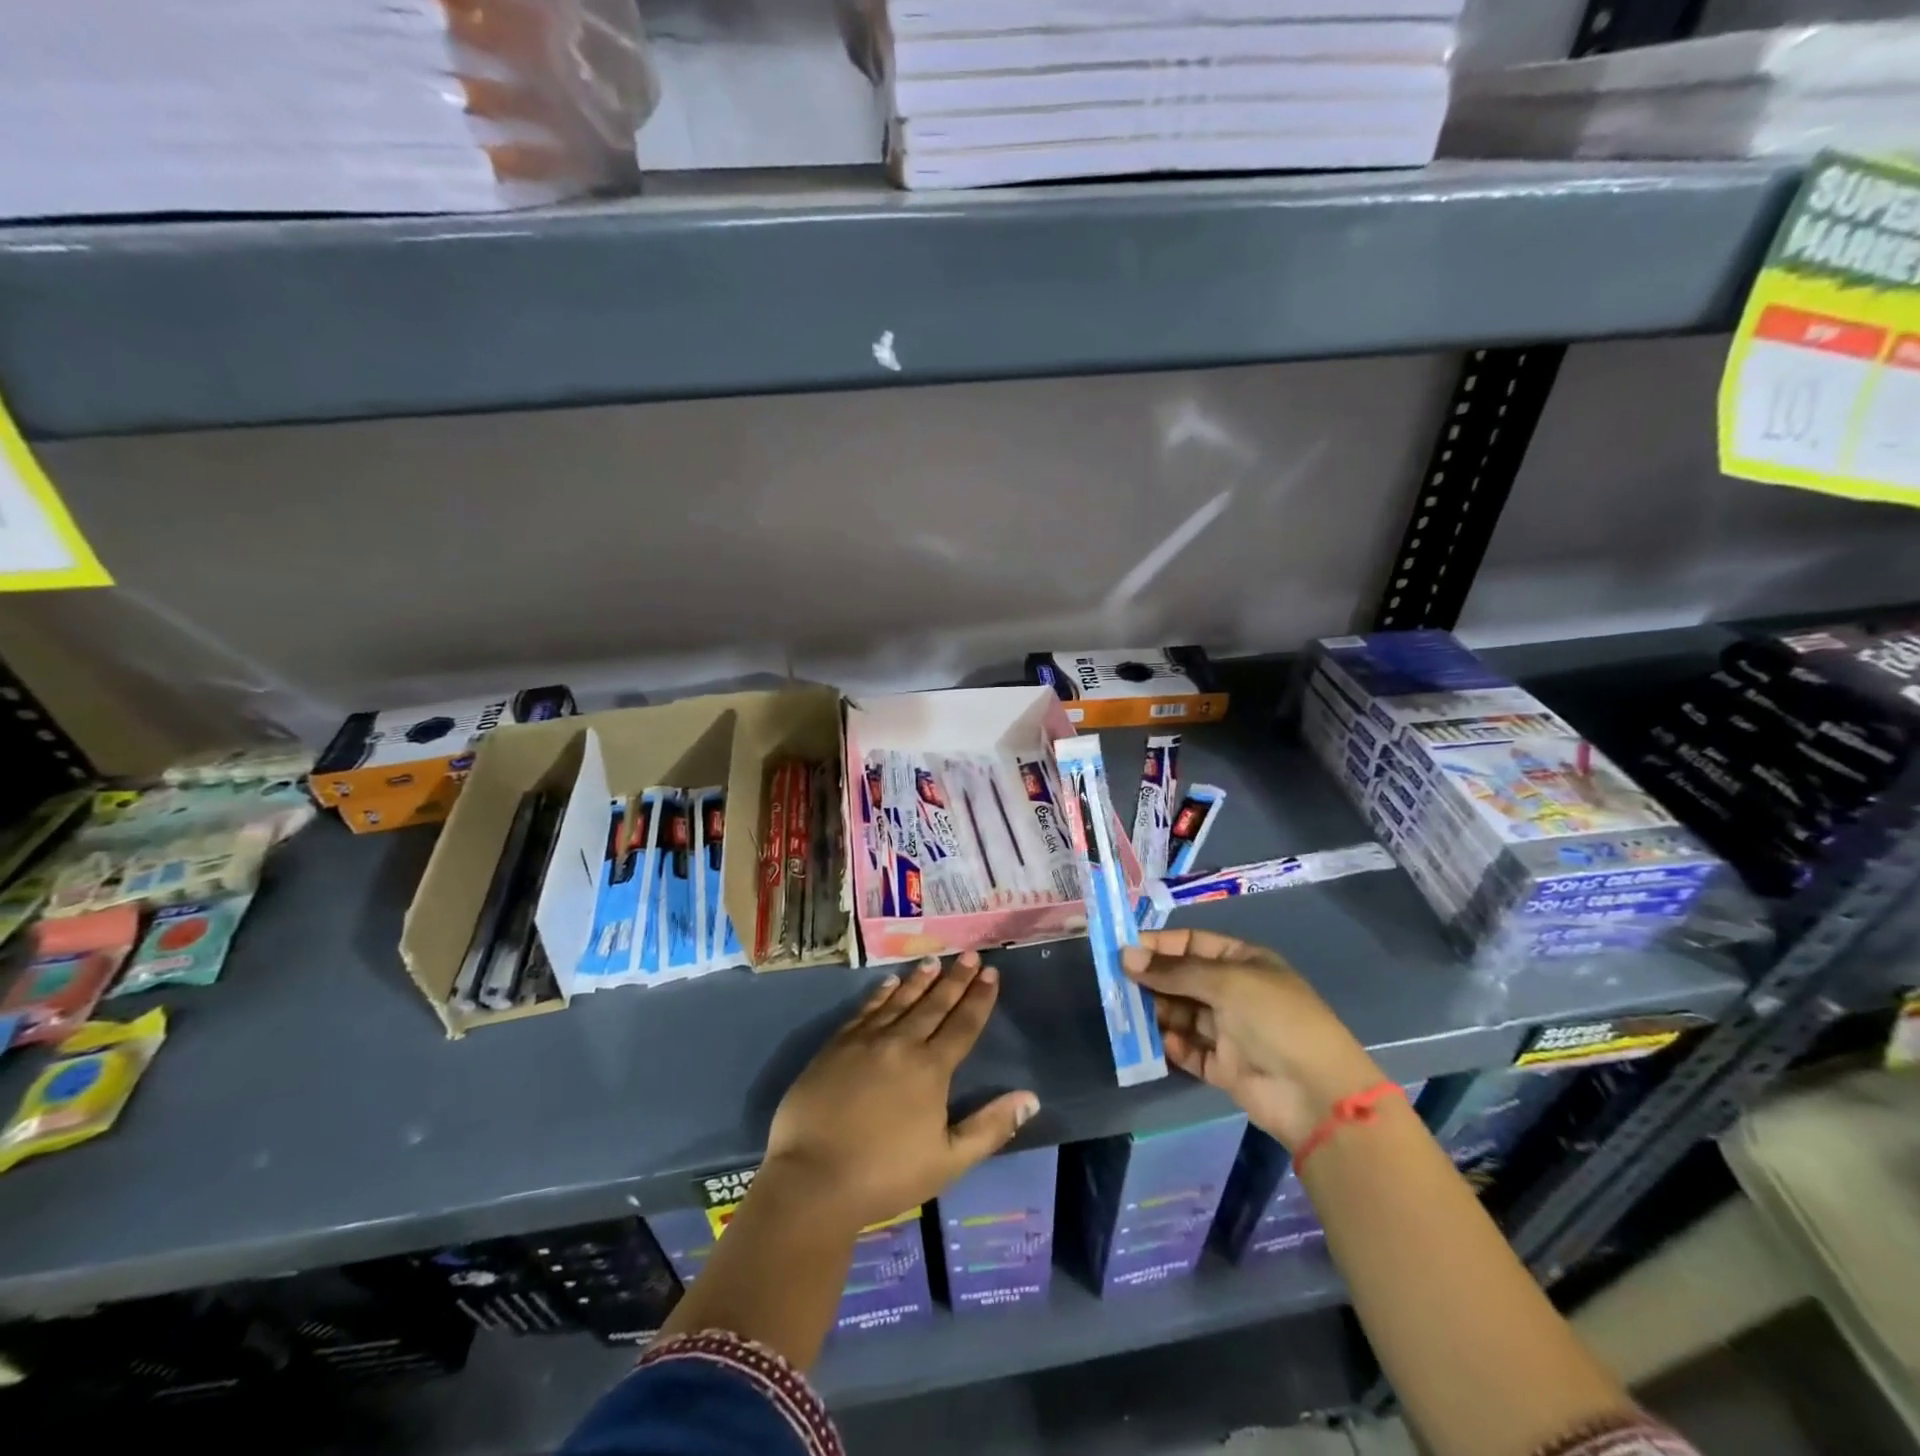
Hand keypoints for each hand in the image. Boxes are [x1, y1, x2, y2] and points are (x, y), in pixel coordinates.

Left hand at [762, 952, 1038, 1232]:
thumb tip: (1030, 1098)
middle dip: (955, 979)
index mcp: (931, 1069)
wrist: (813, 1179)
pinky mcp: (836, 1046)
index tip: (991, 972)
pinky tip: (889, 983)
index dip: (979, 998)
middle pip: (934, 1004)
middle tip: (968, 954)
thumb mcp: (948, 1161)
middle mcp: (901, 1044)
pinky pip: (865, 1010)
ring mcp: (865, 1041)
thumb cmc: (886, 1176)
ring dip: (919, 980)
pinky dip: (880, 994)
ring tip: (934, 961)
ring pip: (900, 1001)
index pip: (963, 1025)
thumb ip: (990, 1127)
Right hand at [1122, 928, 1383, 1147]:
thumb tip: (1126, 956)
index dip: (1159, 946)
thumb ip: (1173, 971)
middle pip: (1183, 979)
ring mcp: (1231, 1031)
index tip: (1123, 951)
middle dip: (1153, 980)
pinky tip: (1159, 1043)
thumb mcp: (1225, 981)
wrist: (1316, 1094)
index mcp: (1243, 962)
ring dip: (1157, 1012)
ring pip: (1182, 1014)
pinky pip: (1189, 1050)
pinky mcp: (1225, 1067)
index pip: (1193, 944)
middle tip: (1116, 983)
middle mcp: (1236, 992)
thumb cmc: (1274, 1019)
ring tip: (1128, 1013)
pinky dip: (1172, 1046)